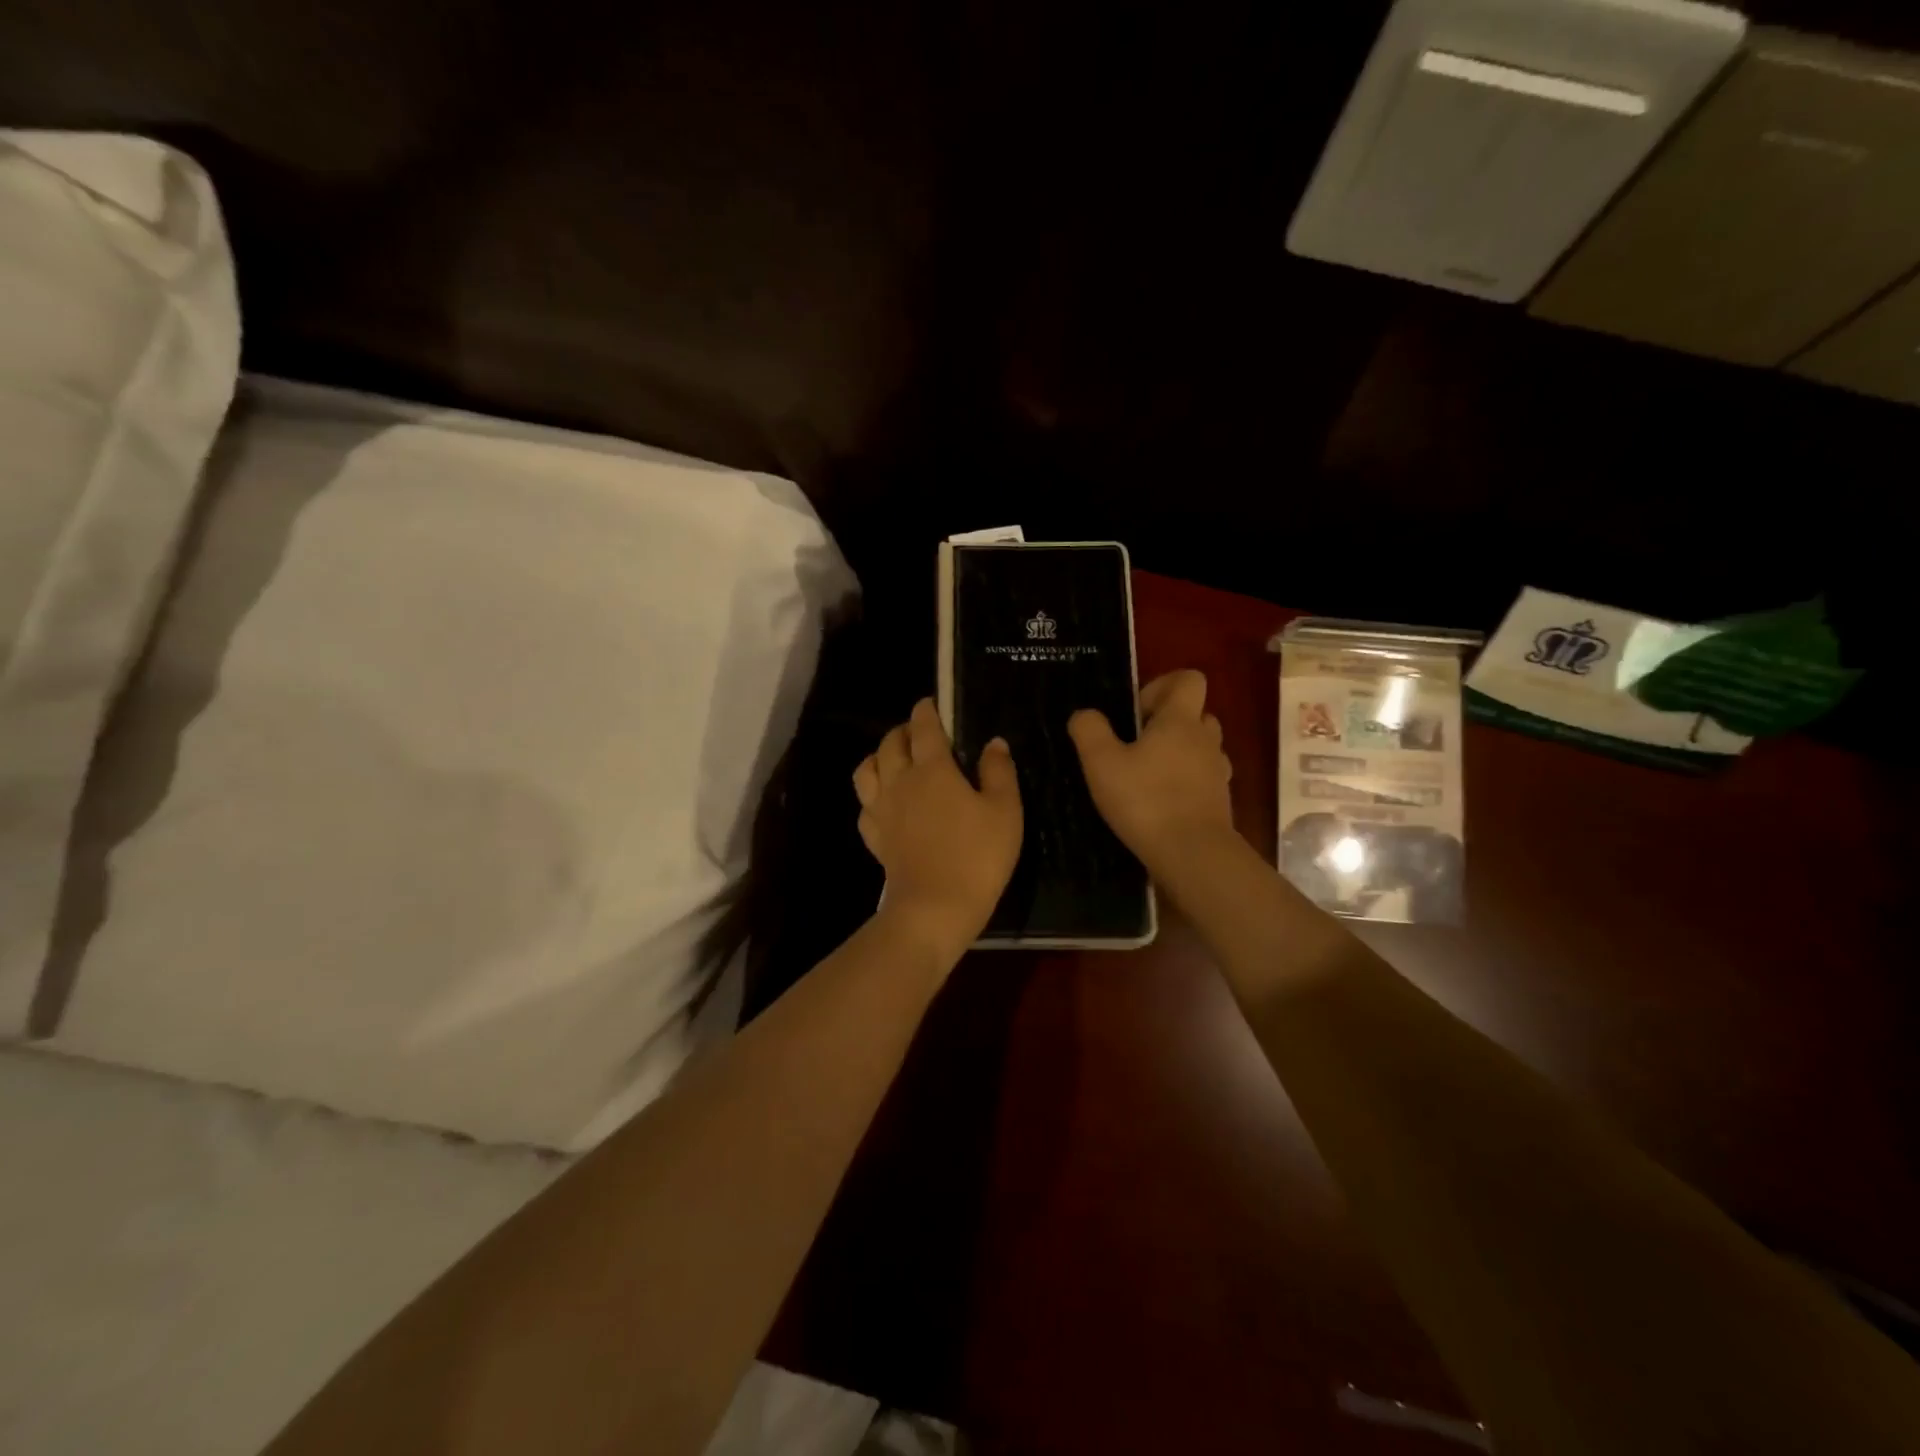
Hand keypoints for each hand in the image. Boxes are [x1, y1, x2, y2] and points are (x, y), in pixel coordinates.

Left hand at [854, 699, 1022, 959]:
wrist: (935, 907)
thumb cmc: (977, 855)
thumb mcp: (1005, 811)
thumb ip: (999, 772)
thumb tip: (993, 743)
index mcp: (933, 769)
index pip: (923, 728)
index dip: (925, 711)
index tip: (929, 703)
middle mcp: (900, 782)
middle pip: (889, 744)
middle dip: (902, 731)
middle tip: (918, 733)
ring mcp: (882, 811)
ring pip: (866, 770)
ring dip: (878, 757)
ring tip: (894, 761)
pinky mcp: (875, 838)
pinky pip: (865, 807)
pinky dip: (873, 797)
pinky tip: (886, 804)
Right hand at [1068, 669, 1233, 871]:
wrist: (1193, 855)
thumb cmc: (1146, 801)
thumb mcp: (1101, 763)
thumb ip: (1089, 730)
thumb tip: (1085, 714)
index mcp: (1180, 720)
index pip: (1188, 679)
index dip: (1162, 686)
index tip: (1136, 712)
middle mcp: (1205, 739)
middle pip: (1196, 714)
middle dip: (1168, 723)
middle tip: (1136, 745)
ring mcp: (1218, 772)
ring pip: (1201, 748)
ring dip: (1178, 754)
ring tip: (1146, 776)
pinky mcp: (1220, 802)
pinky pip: (1203, 780)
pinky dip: (1185, 784)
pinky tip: (1160, 803)